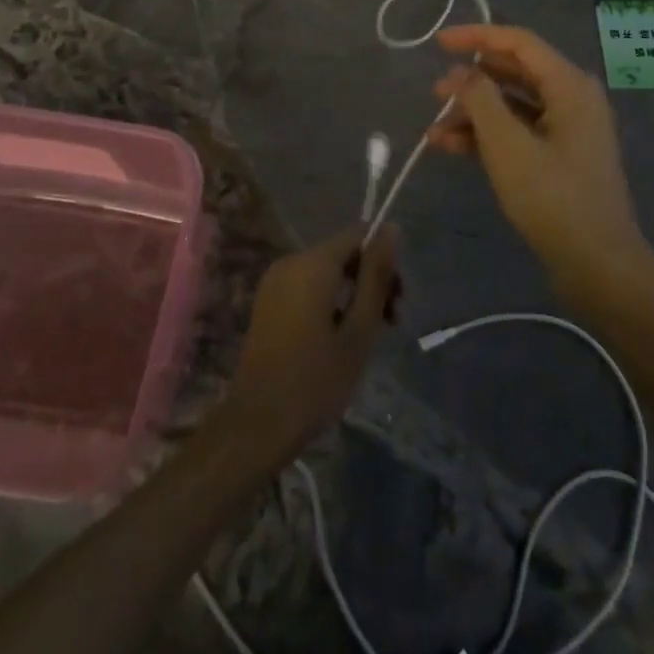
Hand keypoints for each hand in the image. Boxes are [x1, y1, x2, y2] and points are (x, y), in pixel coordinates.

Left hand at [220, 225, 401, 467]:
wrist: (257, 424)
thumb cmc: (316, 381)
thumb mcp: (359, 330)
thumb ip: (376, 276)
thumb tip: (391, 228)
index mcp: (313, 263)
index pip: (358, 234)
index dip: (383, 258)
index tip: (397, 299)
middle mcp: (291, 262)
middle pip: (343, 253)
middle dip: (370, 280)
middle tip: (390, 323)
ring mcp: (274, 281)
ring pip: (326, 272)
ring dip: (352, 294)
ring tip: (367, 336)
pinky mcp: (267, 301)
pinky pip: (307, 286)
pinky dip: (329, 301)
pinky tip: (338, 339)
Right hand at [427, 24, 649, 291]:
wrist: (598, 265)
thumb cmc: (553, 198)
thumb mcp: (508, 145)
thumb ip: (480, 99)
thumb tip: (460, 72)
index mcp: (569, 85)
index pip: (518, 42)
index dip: (476, 36)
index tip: (438, 42)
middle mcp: (571, 98)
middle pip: (514, 72)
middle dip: (471, 81)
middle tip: (435, 92)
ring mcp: (567, 128)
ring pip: (512, 105)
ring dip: (474, 113)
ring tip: (435, 130)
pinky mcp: (559, 156)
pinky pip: (518, 131)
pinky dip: (487, 136)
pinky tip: (451, 147)